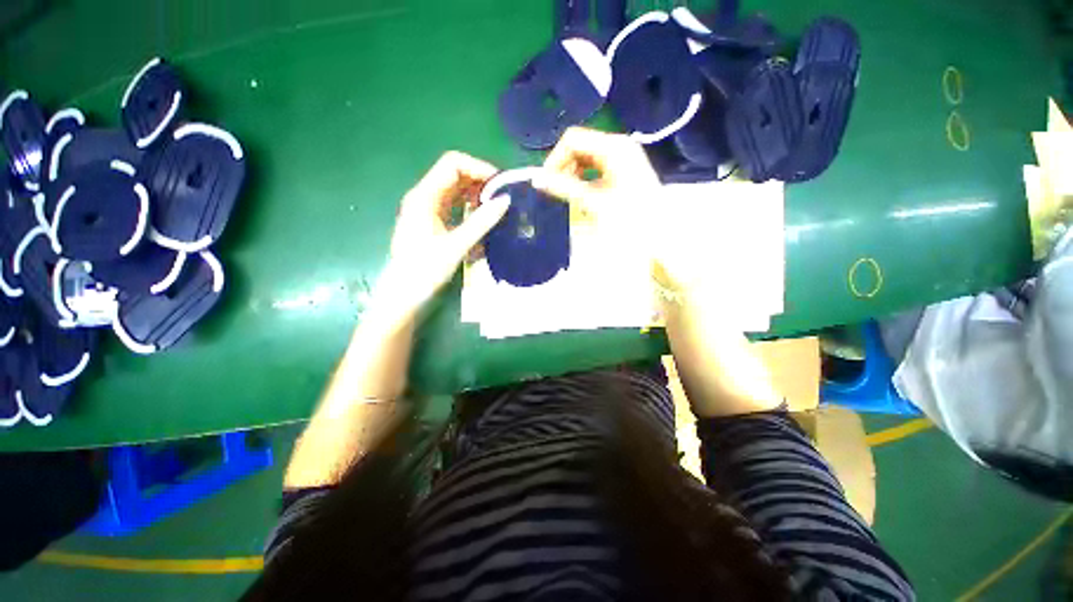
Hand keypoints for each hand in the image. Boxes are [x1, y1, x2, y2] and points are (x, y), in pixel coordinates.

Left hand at [377, 152, 510, 318]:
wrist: (404, 295)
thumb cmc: (426, 270)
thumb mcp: (456, 246)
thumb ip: (481, 222)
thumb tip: (506, 201)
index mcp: (425, 196)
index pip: (453, 164)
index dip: (478, 167)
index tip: (500, 183)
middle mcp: (424, 197)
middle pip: (454, 174)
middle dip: (480, 180)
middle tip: (504, 195)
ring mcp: (428, 209)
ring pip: (455, 190)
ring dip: (477, 193)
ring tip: (498, 206)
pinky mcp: (432, 221)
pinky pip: (454, 205)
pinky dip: (470, 206)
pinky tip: (484, 216)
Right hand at [533, 127, 659, 236]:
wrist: (660, 238)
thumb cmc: (630, 218)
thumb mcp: (594, 202)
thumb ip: (564, 188)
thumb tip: (536, 179)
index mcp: (614, 147)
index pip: (572, 139)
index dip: (555, 159)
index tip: (546, 184)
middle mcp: (618, 147)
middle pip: (579, 147)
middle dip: (563, 168)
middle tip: (555, 193)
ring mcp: (621, 160)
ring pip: (585, 160)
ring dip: (572, 176)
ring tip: (568, 198)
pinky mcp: (621, 173)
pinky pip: (595, 170)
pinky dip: (583, 182)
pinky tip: (581, 198)